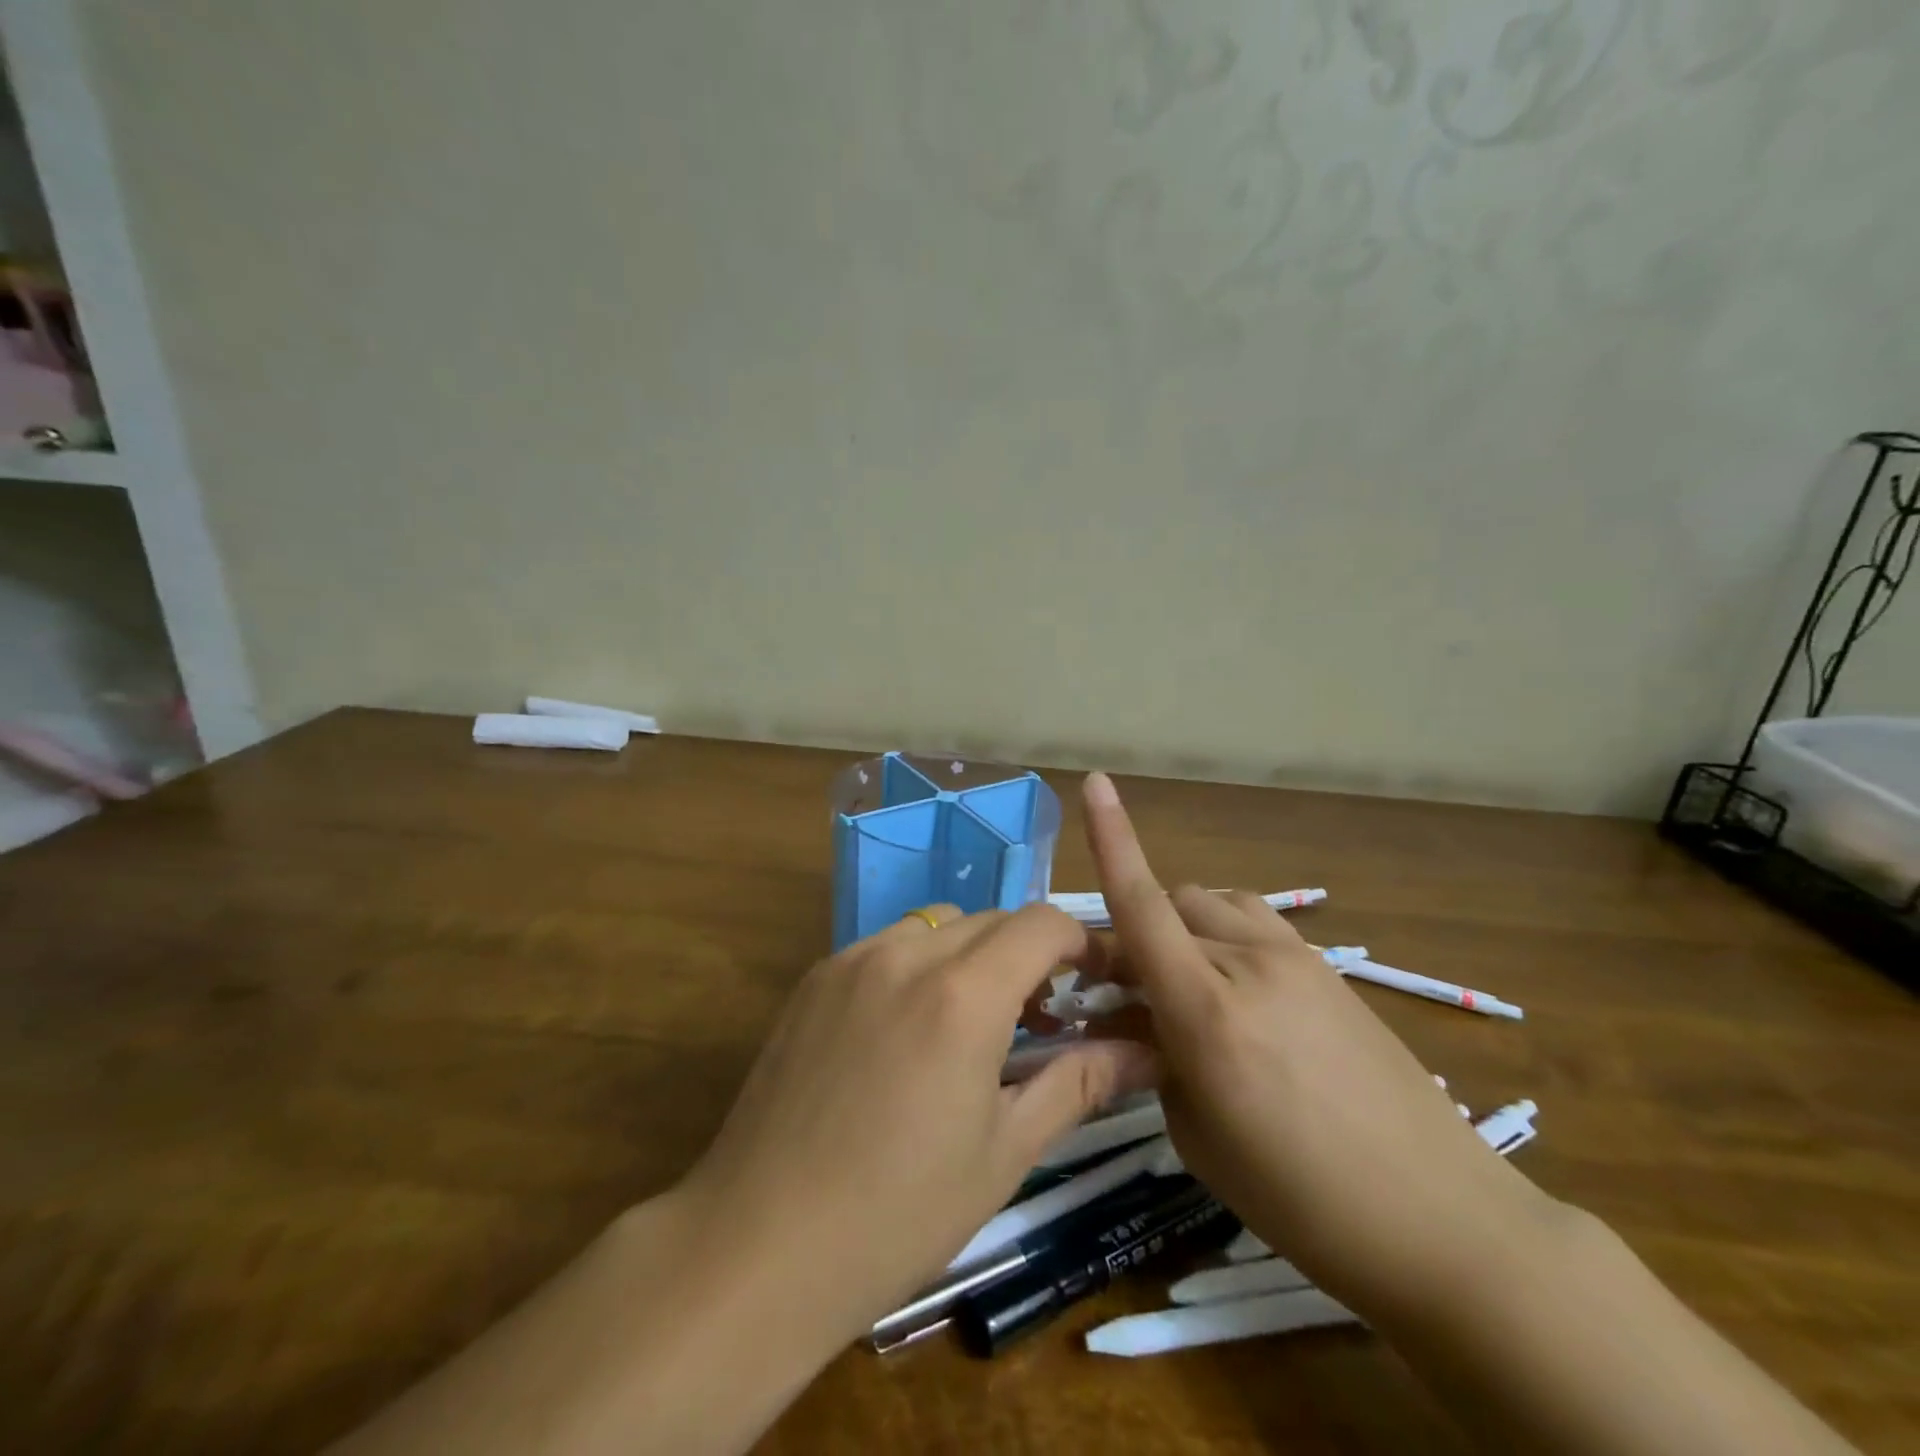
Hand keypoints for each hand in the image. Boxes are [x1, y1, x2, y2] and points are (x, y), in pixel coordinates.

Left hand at [673, 902, 1154, 1348]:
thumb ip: (1078, 1083)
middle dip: (1030, 953)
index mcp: (963, 994)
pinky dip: (920, 964)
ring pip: (939, 925)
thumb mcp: (1004, 1153)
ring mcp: (853, 959)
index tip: (1096, 983)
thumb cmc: (898, 1213)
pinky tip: (910, 1030)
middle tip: (1042, 1016)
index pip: (1042, 923)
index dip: (1081, 943)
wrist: (759, 1244)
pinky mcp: (815, 977)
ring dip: (974, 954)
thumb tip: (1146, 1052)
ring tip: (975, 1020)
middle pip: (993, 920)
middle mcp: (907, 953)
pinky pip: (888, 945)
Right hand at [1079, 771, 1554, 1313]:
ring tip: (1187, 983)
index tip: (1095, 781)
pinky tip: (1239, 991)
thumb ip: (1156, 1058)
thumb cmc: (1301, 1200)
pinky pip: (1254, 924)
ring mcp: (1296, 958)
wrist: (1442, 1222)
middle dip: (1136, 932)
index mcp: (1206, 1009)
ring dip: (1182, 926)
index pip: (1143, 905)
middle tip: (1129, 989)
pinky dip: (1225, 936)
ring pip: (1213, 903)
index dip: (1112, 839)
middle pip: (1170, 904)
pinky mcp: (1329, 968)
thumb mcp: (1198, 1136)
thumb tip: (1139, 1017)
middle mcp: (1248, 963)